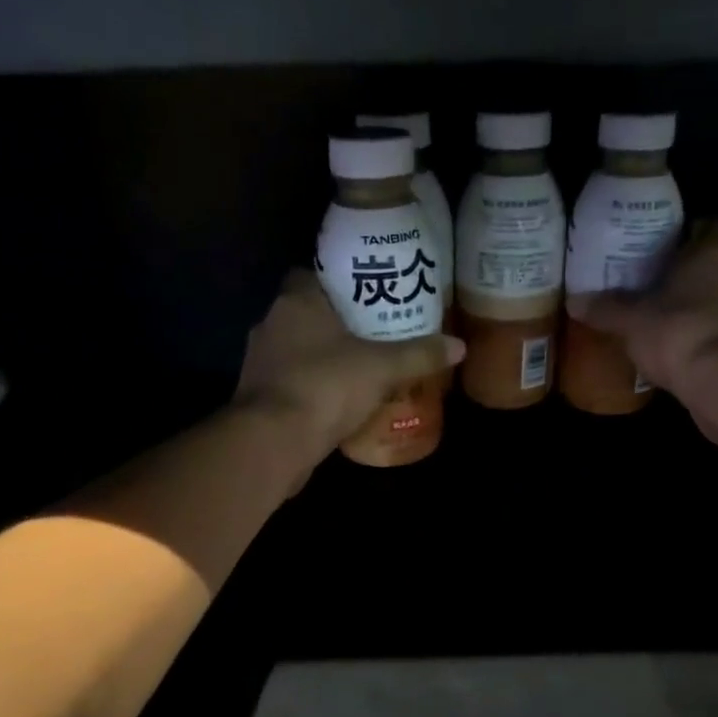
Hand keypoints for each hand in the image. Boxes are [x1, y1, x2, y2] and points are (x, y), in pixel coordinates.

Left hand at [236, 270, 464, 464]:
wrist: (274, 441)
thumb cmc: (326, 386)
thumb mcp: (382, 368)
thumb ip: (419, 354)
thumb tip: (459, 346)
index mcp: (296, 302)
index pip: (311, 275)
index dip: (338, 284)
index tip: (367, 296)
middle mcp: (271, 324)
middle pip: (306, 314)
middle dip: (336, 324)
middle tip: (373, 335)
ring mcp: (260, 362)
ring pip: (297, 350)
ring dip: (322, 359)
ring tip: (360, 369)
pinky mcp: (258, 397)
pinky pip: (291, 383)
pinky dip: (311, 388)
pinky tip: (338, 402)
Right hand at [569, 220, 717, 394]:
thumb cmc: (677, 331)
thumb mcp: (631, 321)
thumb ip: (605, 309)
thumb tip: (573, 301)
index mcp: (713, 250)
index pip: (708, 226)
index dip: (689, 235)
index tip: (666, 249)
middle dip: (694, 273)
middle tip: (662, 287)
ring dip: (708, 305)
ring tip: (675, 321)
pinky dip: (716, 333)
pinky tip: (691, 348)